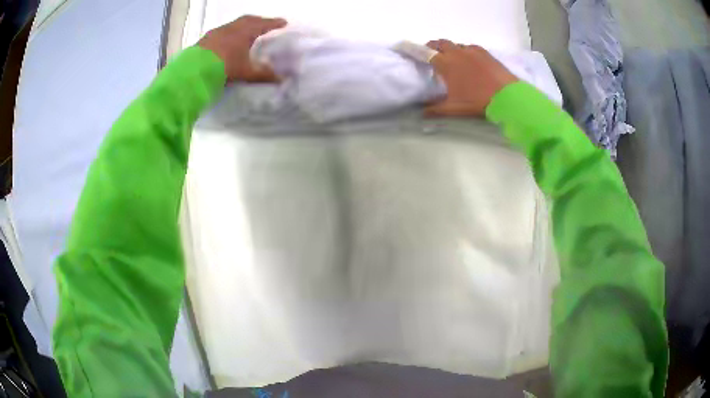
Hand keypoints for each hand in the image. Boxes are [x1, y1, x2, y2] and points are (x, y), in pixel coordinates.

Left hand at [198, 15, 286, 81]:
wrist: (195, 70)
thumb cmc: (224, 67)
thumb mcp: (246, 72)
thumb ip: (263, 74)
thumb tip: (280, 79)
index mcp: (245, 31)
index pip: (264, 24)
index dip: (274, 23)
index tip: (283, 22)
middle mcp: (232, 27)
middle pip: (249, 19)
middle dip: (259, 21)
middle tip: (266, 24)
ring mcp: (218, 31)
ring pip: (235, 24)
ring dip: (243, 25)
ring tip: (247, 31)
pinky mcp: (206, 38)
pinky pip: (222, 31)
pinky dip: (230, 32)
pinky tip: (228, 40)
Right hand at [425, 39, 517, 116]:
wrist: (507, 97)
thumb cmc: (477, 102)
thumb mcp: (454, 109)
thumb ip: (435, 110)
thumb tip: (421, 113)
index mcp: (446, 64)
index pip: (426, 53)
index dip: (418, 51)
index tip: (414, 53)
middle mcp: (457, 53)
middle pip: (441, 43)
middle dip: (434, 46)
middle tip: (433, 55)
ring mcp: (472, 51)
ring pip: (456, 45)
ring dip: (451, 49)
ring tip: (453, 59)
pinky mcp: (485, 53)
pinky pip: (470, 47)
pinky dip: (466, 51)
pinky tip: (470, 60)